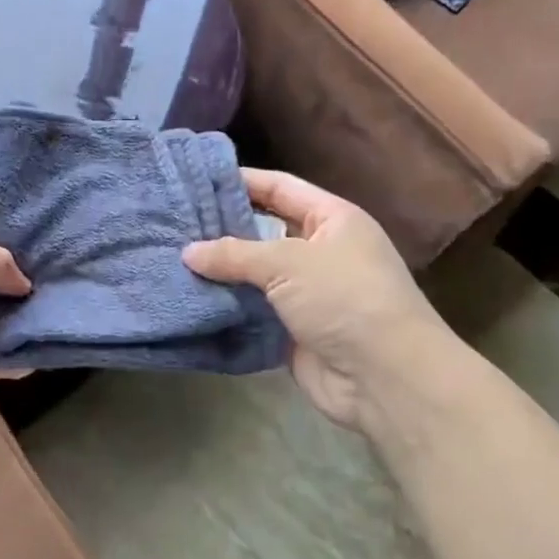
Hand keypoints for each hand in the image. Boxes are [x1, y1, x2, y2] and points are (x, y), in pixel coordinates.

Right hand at [183, 169, 457, 430]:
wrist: (385, 378)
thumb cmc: (344, 298)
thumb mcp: (288, 263)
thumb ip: (235, 253)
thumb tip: (188, 252)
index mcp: (332, 219)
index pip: (280, 188)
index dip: (240, 181)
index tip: (195, 180)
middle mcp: (321, 250)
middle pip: (264, 230)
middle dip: (223, 228)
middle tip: (174, 222)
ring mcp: (308, 292)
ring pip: (255, 272)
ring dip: (221, 270)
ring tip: (173, 258)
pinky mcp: (293, 329)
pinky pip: (254, 309)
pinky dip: (227, 305)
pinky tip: (190, 296)